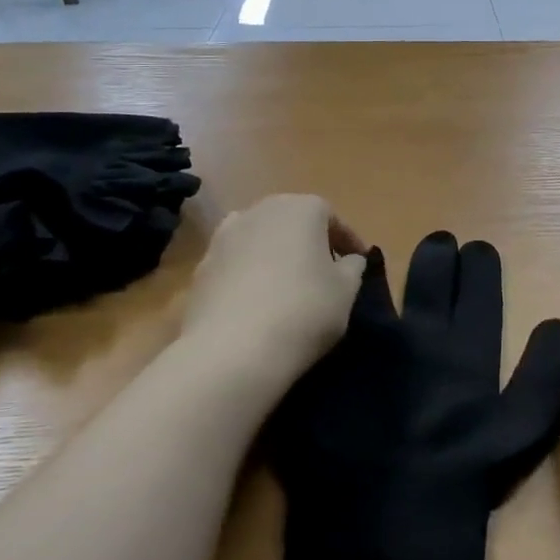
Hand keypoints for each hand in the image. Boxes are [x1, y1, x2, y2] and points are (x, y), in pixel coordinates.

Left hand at [181, 195, 368, 400]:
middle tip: (324, 272)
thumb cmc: (304, 310)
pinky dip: (248, 276)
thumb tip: (348, 260)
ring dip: (275, 256)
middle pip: (292, 222)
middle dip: (309, 243)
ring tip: (287, 287)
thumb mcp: (346, 290)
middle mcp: (261, 210)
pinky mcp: (201, 268)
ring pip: (260, 240)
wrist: (232, 351)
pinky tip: (256, 305)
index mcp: (302, 208)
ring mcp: (224, 237)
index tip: (358, 264)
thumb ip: (353, 267)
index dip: (348, 242)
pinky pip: (235, 264)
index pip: (332, 218)